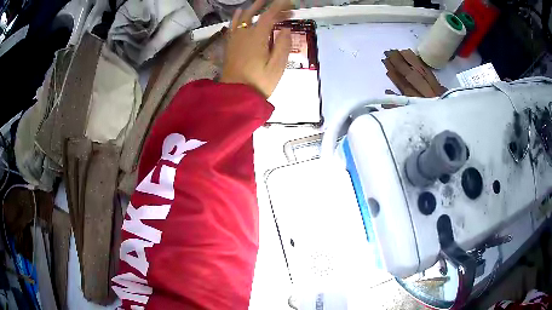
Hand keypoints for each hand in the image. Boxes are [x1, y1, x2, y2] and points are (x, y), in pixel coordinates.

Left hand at [220, 0, 291, 97]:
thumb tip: (285, 29)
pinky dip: (237, 16)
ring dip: (254, 8)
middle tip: (283, 6)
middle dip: (269, 6)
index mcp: (257, 37)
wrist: (236, 96)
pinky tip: (240, 12)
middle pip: (256, 14)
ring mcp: (235, 39)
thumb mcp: (277, 67)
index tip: (289, 2)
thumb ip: (283, 46)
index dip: (279, 6)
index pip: (269, 15)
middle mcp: (244, 34)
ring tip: (263, 2)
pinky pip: (232, 25)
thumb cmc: (259, 83)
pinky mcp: (230, 45)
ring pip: (243, 17)